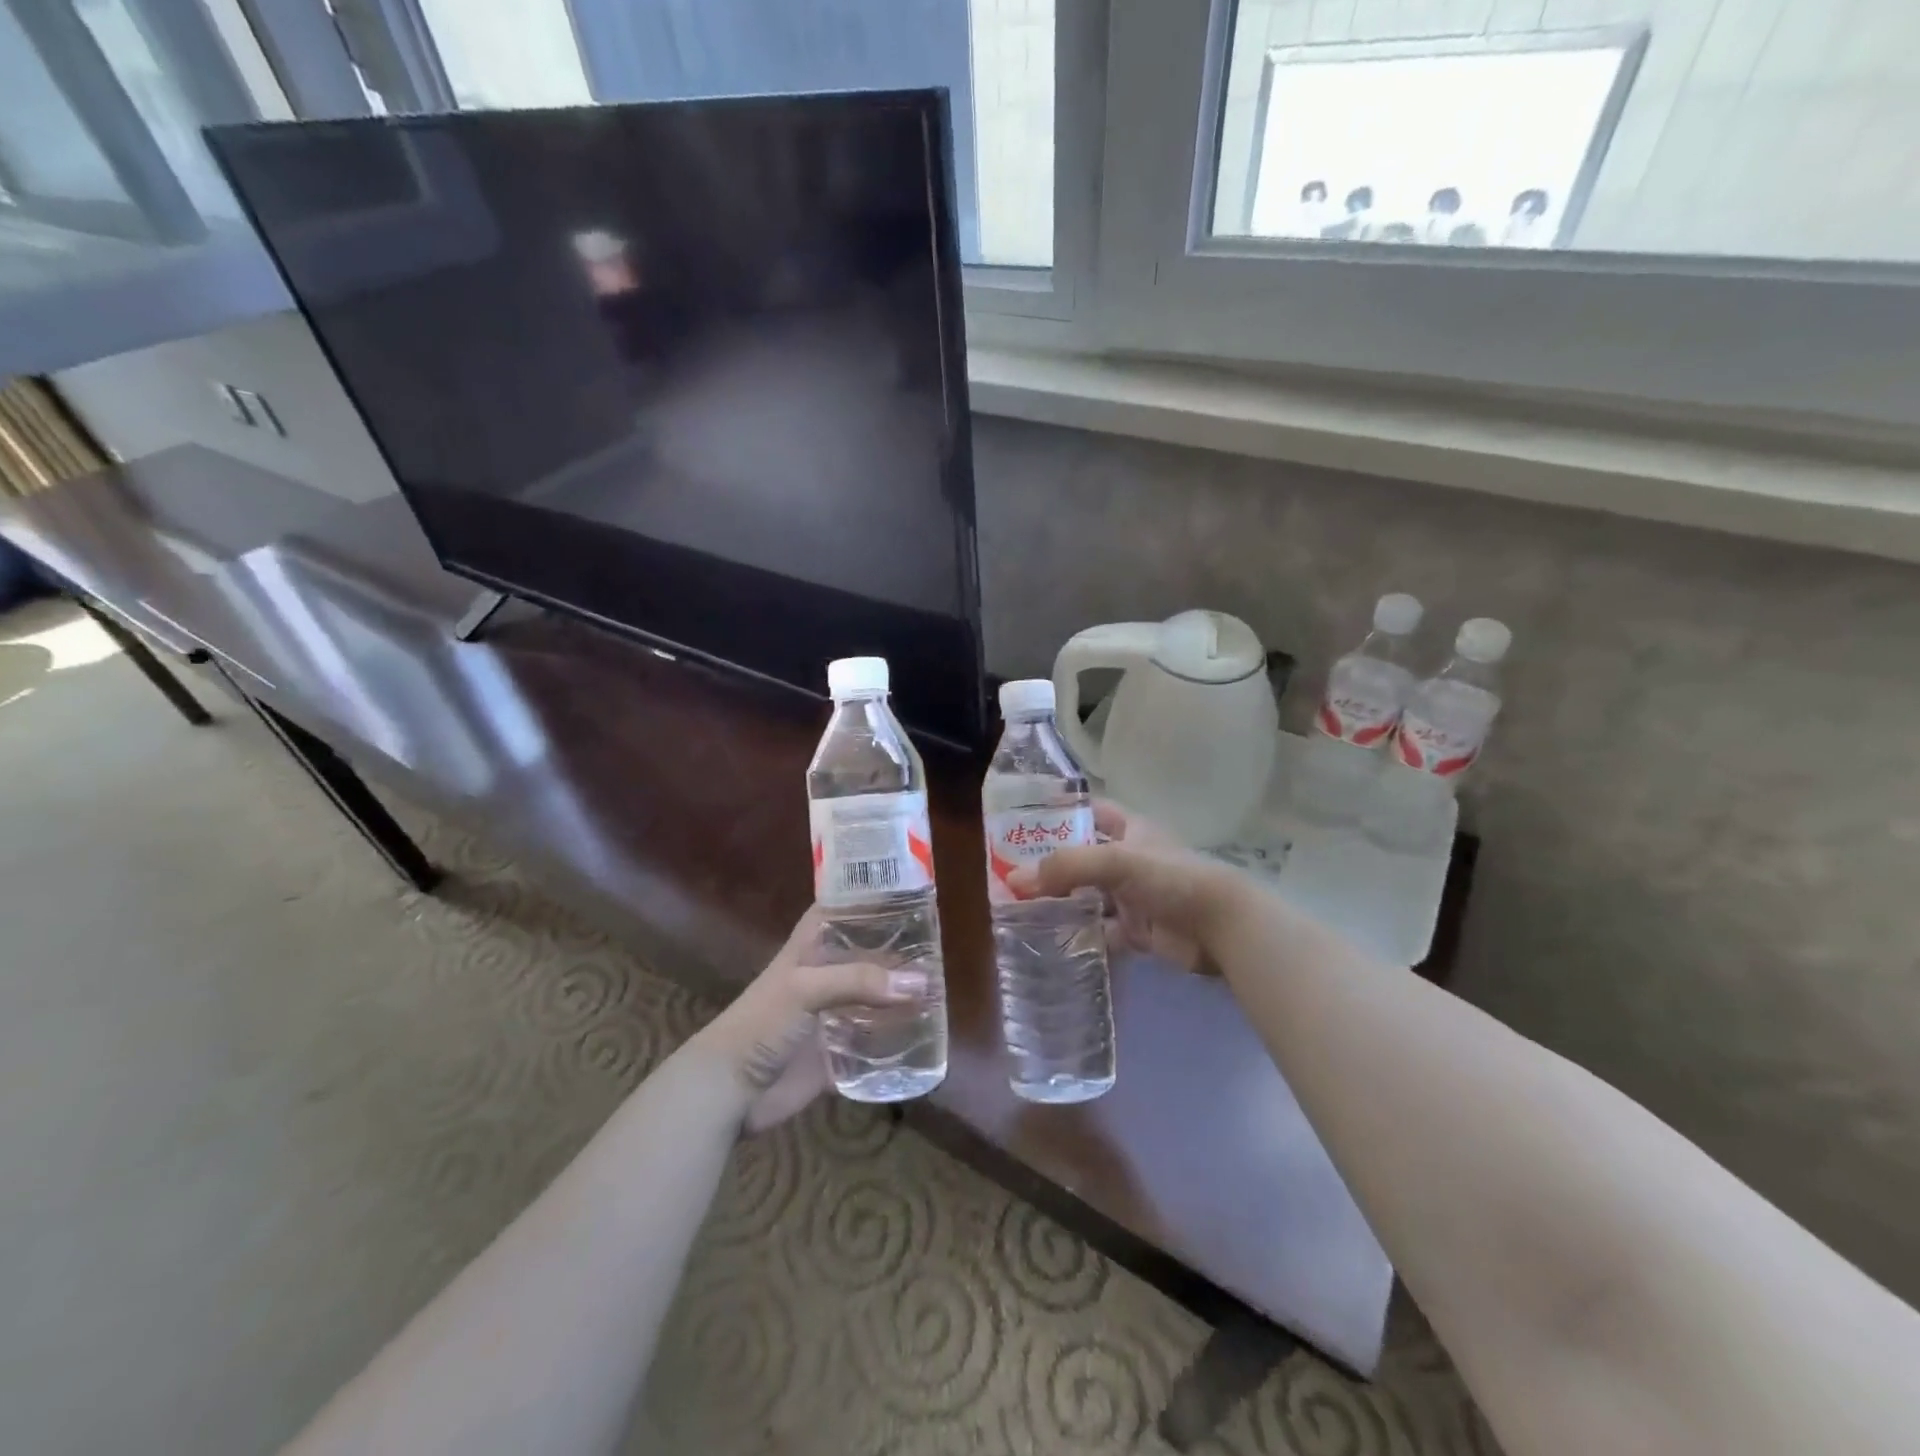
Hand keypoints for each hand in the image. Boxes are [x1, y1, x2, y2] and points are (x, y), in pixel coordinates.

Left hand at [694, 908, 926, 1133]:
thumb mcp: (806, 988)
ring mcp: (832, 1015)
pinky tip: (925, 1035)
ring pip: (874, 997)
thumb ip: (859, 981)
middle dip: (899, 951)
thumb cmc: (761, 1023)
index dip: (873, 897)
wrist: (728, 1090)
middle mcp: (826, 975)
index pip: (845, 908)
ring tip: (941, 990)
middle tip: (941, 947)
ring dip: (900, 996)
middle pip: (868, 954)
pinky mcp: (837, 1053)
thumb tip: (919, 982)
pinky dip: (895, 1040)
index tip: (911, 891)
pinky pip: (873, 1044)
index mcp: (812, 947)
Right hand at [1009, 801, 1240, 971]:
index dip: (1061, 812)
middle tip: (1009, 872)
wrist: (1221, 926)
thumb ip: (1066, 866)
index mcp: (1129, 830)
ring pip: (1088, 895)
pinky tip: (1051, 938)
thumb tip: (1014, 880)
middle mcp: (1129, 859)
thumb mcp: (1116, 860)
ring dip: (1061, 901)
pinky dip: (1080, 934)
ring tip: (1019, 907)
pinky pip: (1101, 930)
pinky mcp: (1138, 930)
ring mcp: (1134, 896)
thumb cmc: (1170, 878)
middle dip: (1051, 864)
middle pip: (1082, 857)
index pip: (1090, 811)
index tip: (1024, 821)